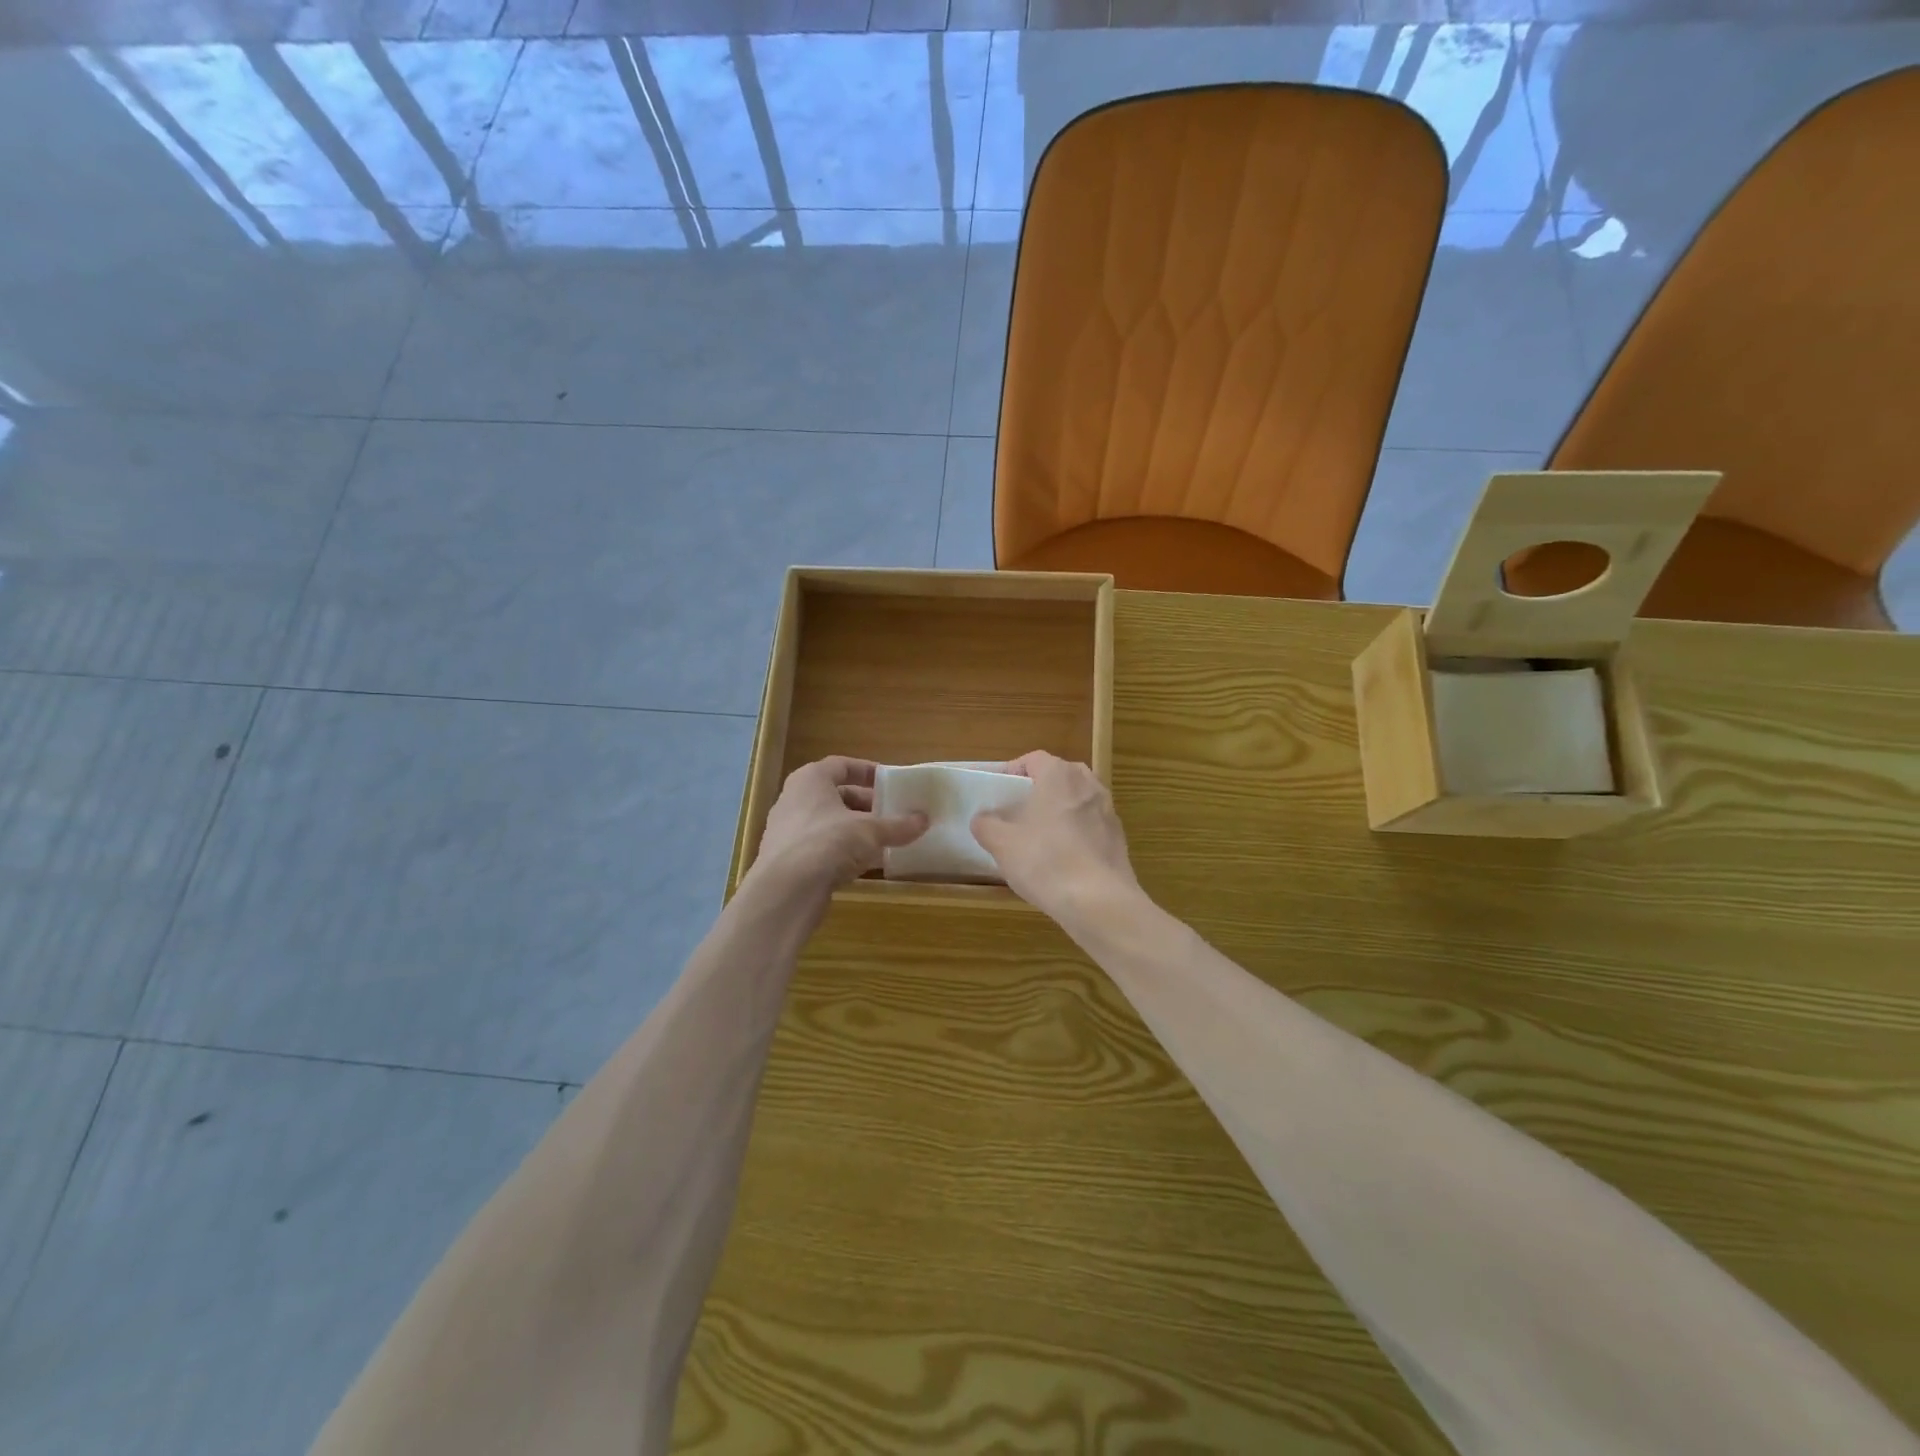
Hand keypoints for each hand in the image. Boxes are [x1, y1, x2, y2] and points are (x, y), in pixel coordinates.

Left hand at [751, 756, 927, 899]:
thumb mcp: (870, 831)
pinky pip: (823, 848)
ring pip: (830, 823)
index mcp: (811, 780)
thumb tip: (924, 820)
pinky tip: (867, 864)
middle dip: (867, 805)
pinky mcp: (789, 860)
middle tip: (893, 814)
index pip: (842, 765)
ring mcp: (789, 831)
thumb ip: (897, 825)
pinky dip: (844, 852)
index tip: (890, 782)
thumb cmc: (827, 843)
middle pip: (837, 795)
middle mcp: (795, 800)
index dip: (867, 771)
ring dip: (857, 830)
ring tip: (886, 839)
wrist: (786, 891)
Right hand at [971, 751, 1139, 927]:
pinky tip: (1061, 860)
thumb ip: (986, 824)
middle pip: (1057, 778)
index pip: (1032, 760)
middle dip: (1036, 792)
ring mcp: (1108, 810)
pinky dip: (1074, 835)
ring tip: (1037, 838)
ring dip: (1057, 813)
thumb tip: (984, 819)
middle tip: (1016, 813)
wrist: (1099, 901)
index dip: (1011, 772)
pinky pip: (1089, 826)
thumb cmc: (1046, 861)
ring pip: (1075, 802)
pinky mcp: (1118, 838)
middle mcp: (1088, 784)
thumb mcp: (1001, 843)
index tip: (996, 793)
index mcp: (1060, 774)